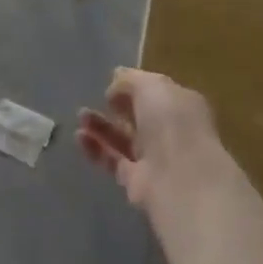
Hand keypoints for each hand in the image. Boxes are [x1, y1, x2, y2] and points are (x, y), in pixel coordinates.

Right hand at [77, 68, 226, 212]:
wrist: (179, 178)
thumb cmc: (171, 122)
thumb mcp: (151, 86)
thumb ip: (129, 81)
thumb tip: (114, 89)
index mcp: (182, 106)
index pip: (156, 93)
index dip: (135, 87)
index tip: (113, 84)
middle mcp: (170, 132)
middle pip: (139, 117)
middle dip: (116, 107)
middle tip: (98, 99)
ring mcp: (154, 158)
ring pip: (123, 139)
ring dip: (101, 126)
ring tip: (81, 116)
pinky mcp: (136, 182)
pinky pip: (112, 160)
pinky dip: (96, 148)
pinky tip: (80, 136)